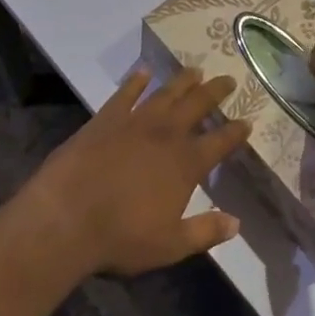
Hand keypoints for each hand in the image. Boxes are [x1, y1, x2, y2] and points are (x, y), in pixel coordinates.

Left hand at [26, 68, 252, 276]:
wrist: (67, 217)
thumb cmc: (121, 237)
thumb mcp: (170, 245)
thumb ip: (205, 232)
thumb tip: (236, 223)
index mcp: (186, 164)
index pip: (220, 142)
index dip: (235, 132)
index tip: (247, 121)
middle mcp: (165, 135)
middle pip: (197, 105)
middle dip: (215, 92)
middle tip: (228, 79)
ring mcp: (134, 122)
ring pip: (165, 93)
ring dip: (182, 81)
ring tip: (195, 70)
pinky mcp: (106, 118)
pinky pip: (125, 93)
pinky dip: (135, 81)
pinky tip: (143, 71)